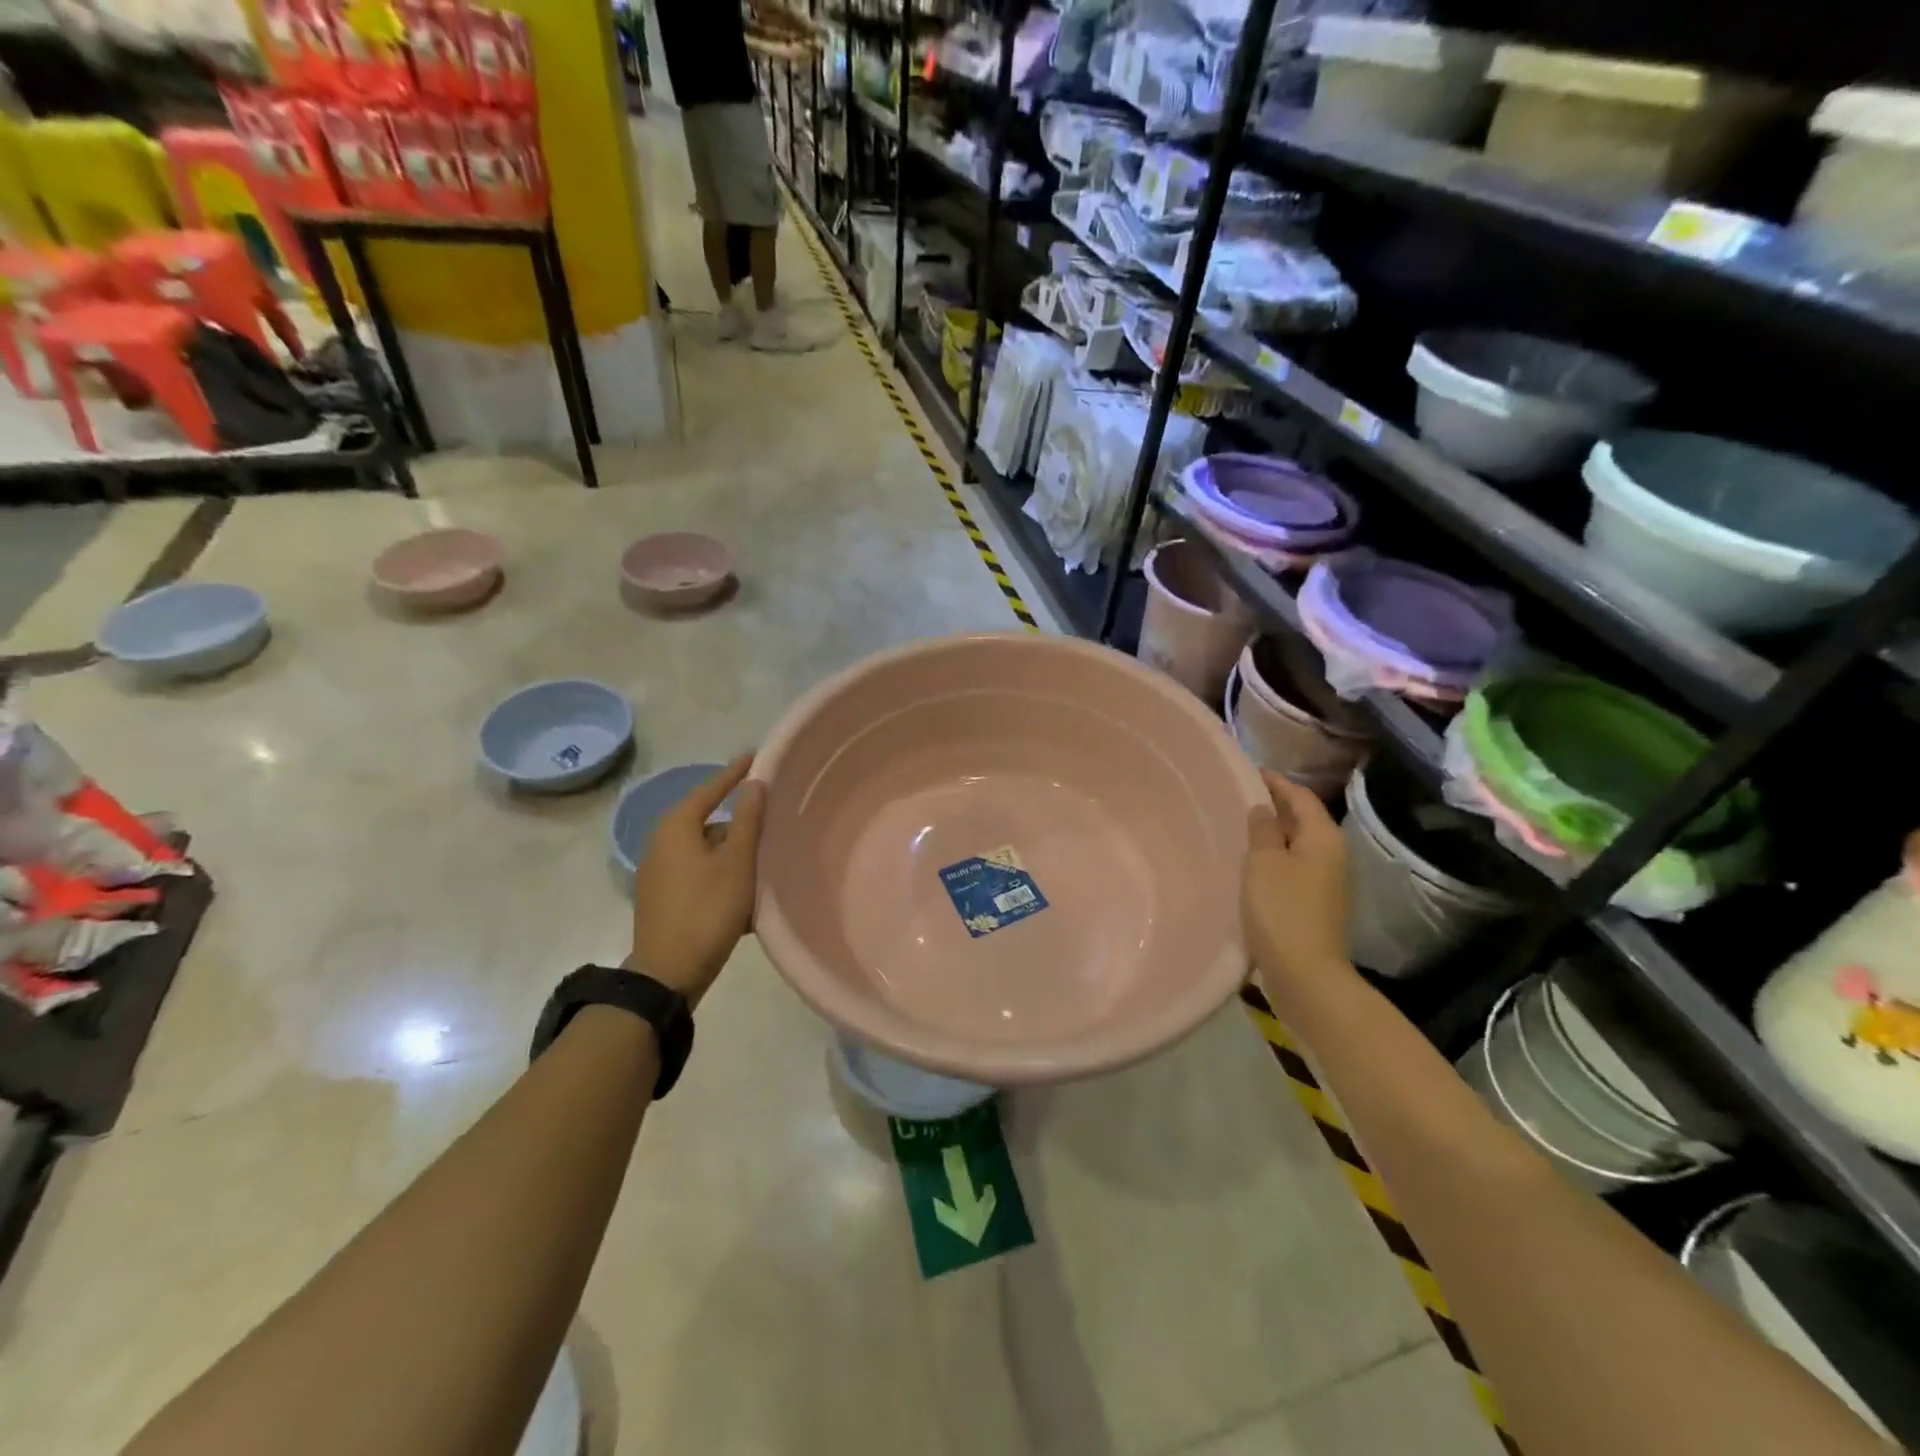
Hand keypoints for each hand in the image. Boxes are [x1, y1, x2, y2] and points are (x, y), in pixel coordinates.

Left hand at [628, 754, 766, 1007]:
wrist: (668, 974)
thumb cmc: (707, 910)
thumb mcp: (737, 862)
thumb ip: (748, 819)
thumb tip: (754, 783)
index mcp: (676, 828)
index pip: (709, 790)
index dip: (734, 774)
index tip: (755, 757)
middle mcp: (661, 844)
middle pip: (707, 822)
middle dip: (738, 822)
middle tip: (770, 820)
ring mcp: (658, 873)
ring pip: (705, 851)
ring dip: (732, 853)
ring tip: (764, 861)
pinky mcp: (662, 898)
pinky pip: (698, 873)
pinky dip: (721, 874)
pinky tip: (744, 892)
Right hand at [1241, 771, 1350, 988]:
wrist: (1305, 974)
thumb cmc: (1282, 910)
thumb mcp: (1264, 862)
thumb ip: (1262, 830)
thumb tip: (1263, 808)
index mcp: (1323, 838)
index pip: (1301, 796)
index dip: (1275, 782)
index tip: (1246, 772)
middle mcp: (1332, 855)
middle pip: (1302, 819)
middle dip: (1273, 806)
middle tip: (1237, 797)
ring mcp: (1326, 882)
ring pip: (1297, 845)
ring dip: (1272, 833)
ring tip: (1239, 827)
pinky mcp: (1314, 904)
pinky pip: (1292, 867)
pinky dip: (1273, 857)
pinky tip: (1249, 863)